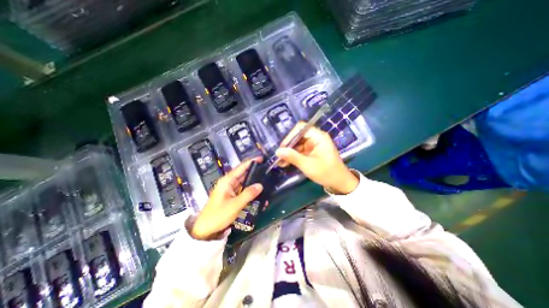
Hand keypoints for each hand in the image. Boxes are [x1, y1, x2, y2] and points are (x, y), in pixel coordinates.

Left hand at [192, 159, 263, 239]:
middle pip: (243, 174)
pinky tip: (258, 192)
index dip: (251, 162)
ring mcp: (230, 190)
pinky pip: (242, 190)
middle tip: (266, 170)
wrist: (205, 230)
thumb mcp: (234, 205)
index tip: (262, 158)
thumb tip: (260, 185)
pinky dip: (250, 190)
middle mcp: (228, 183)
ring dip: (253, 182)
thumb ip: (248, 194)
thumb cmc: (218, 215)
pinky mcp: (231, 197)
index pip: (241, 168)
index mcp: (227, 181)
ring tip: (265, 180)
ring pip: (244, 182)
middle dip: (254, 171)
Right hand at [275, 122, 360, 192]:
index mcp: (319, 137)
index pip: (301, 128)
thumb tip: (278, 151)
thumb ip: (293, 157)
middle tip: (279, 155)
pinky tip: (286, 163)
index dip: (290, 135)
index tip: (283, 146)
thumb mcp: (308, 165)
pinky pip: (300, 151)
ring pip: (298, 144)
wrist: (340, 183)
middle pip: (298, 136)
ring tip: (280, 161)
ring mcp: (314, 145)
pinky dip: (294, 156)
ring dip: (289, 152)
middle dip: (288, 146)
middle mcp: (316, 138)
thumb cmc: (326, 173)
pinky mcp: (312, 152)